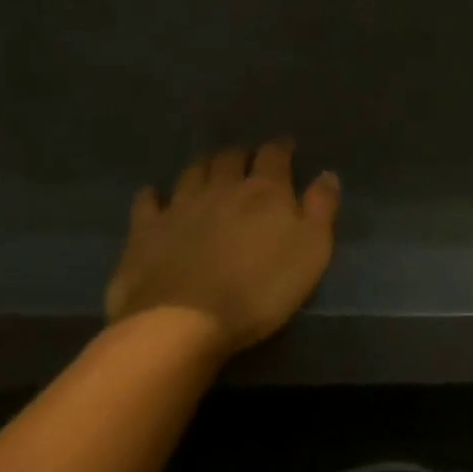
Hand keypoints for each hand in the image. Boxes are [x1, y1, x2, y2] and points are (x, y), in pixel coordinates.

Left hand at [106, 139, 337, 361]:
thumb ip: (322, 208)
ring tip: (209, 170)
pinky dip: (153, 195)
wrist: (182, 323)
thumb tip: (327, 174)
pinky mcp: (145, 231)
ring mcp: (180, 206)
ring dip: (204, 166)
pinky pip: (147, 201)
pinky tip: (155, 196)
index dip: (281, 148)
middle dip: (241, 154)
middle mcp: (222, 187)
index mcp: (265, 190)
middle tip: (247, 161)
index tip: (287, 148)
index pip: (274, 154)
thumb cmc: (260, 289)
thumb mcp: (312, 251)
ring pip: (192, 171)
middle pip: (230, 157)